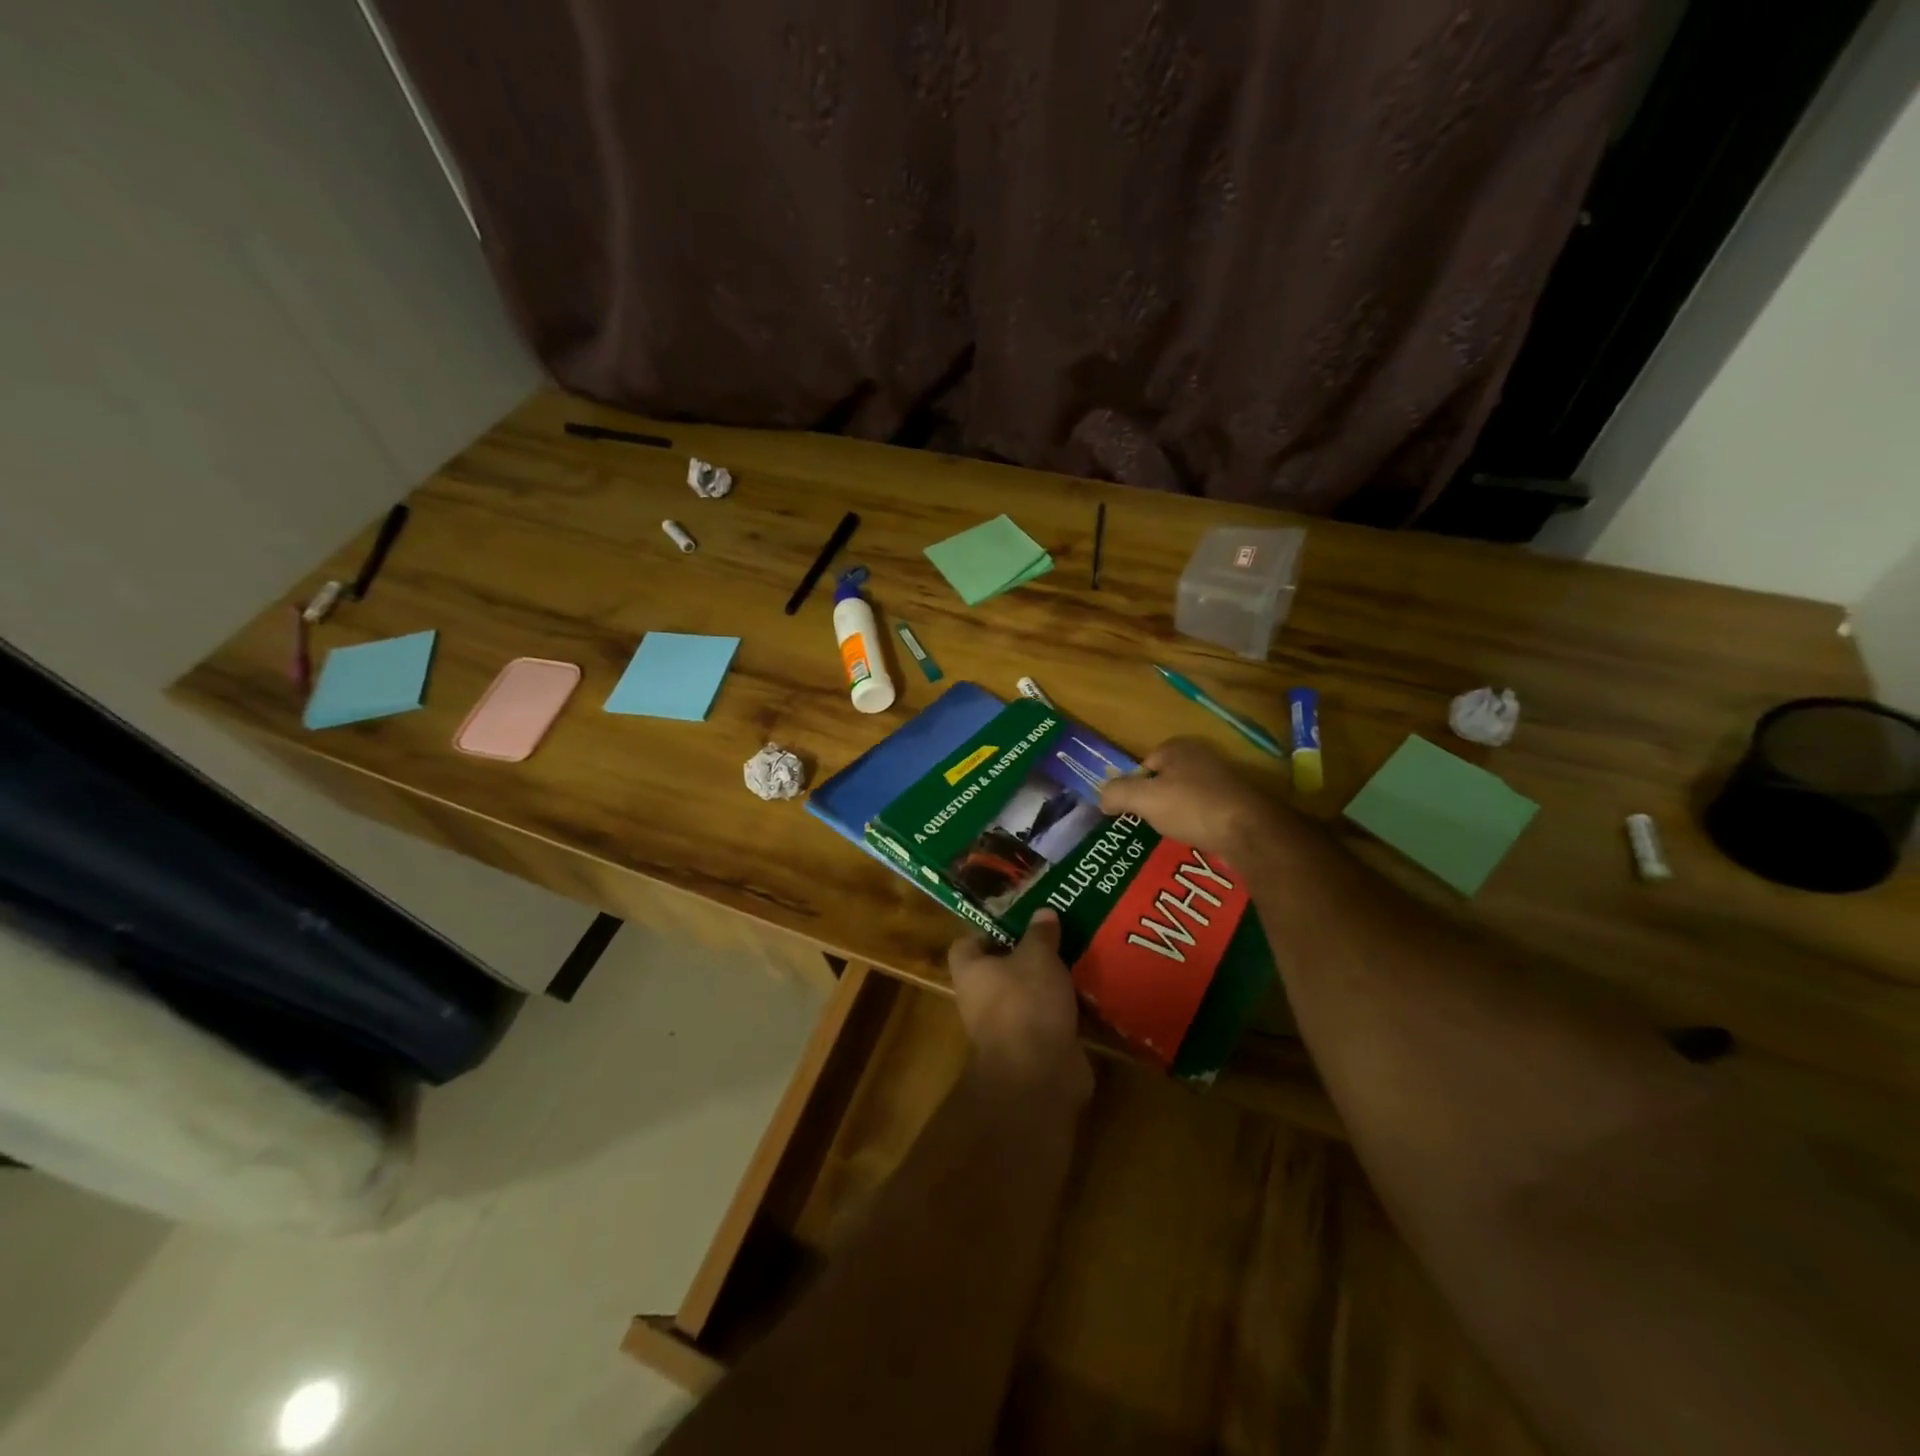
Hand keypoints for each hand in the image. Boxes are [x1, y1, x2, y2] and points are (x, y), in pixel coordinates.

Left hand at [948, 911, 1091, 1105]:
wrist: (1039, 1075)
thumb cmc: (1026, 1004)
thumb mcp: (1037, 956)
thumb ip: (1041, 933)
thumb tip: (1043, 912)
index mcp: (971, 972)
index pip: (968, 943)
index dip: (991, 929)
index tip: (1021, 918)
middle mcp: (982, 998)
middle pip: (1004, 968)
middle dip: (1032, 953)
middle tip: (1061, 931)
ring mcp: (1009, 1025)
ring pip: (1031, 993)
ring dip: (1053, 980)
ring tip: (1082, 954)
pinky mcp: (1036, 1046)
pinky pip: (1051, 1017)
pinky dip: (1069, 1006)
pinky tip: (1093, 989)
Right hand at [1098, 736, 1298, 861]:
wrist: (1250, 832)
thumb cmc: (1192, 807)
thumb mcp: (1143, 799)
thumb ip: (1116, 793)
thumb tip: (1102, 798)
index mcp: (1178, 747)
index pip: (1144, 764)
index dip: (1134, 787)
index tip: (1131, 811)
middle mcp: (1202, 756)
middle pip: (1165, 780)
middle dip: (1155, 801)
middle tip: (1147, 824)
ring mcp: (1223, 778)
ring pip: (1186, 796)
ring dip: (1176, 815)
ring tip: (1169, 835)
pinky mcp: (1237, 802)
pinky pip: (1205, 811)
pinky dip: (1197, 824)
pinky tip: (1193, 839)